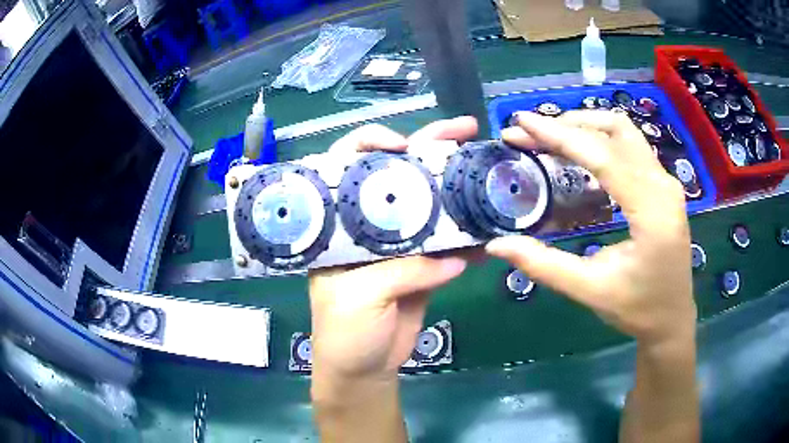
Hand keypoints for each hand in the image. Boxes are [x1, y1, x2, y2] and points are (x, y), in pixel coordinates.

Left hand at [309, 117, 476, 383]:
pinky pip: (451, 242)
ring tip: (486, 162)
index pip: (347, 167)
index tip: (402, 144)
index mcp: (340, 224)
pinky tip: (494, 220)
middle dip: (429, 146)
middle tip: (463, 130)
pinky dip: (472, 233)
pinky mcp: (425, 264)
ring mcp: (401, 242)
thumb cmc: (344, 332)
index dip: (371, 145)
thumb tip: (450, 259)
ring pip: (430, 201)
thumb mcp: (357, 299)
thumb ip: (401, 272)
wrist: (365, 369)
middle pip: (397, 173)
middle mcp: (369, 224)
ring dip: (457, 183)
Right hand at [490, 111, 695, 345]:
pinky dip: (600, 142)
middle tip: (532, 133)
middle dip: (570, 124)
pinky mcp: (663, 186)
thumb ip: (544, 265)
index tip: (521, 122)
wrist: (673, 319)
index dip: (559, 135)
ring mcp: (666, 183)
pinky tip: (579, 156)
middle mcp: (664, 186)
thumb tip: (496, 245)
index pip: (603, 157)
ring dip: (586, 128)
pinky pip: (630, 148)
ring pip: (624, 133)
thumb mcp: (591, 291)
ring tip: (551, 138)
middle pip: (616, 130)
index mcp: (652, 212)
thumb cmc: (638, 309)